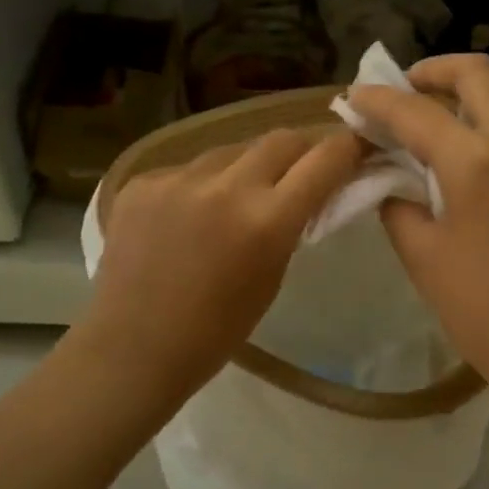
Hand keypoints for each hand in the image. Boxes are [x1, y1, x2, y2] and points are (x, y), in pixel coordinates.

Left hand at [80, 127, 365, 404]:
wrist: (132, 349)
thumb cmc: (215, 331)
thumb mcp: (271, 277)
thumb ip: (290, 225)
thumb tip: (305, 188)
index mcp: (266, 220)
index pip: (324, 160)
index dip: (348, 148)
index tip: (356, 146)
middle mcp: (225, 187)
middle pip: (280, 139)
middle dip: (300, 150)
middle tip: (299, 170)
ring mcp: (177, 179)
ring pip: (231, 151)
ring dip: (245, 168)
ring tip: (234, 200)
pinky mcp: (142, 181)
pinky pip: (187, 169)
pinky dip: (200, 185)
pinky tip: (187, 218)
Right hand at [348, 54, 488, 397]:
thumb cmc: (484, 310)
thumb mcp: (422, 256)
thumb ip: (398, 205)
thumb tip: (392, 181)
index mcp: (476, 161)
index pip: (415, 111)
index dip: (378, 100)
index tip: (353, 97)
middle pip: (478, 74)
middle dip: (434, 72)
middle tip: (404, 91)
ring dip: (466, 101)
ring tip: (434, 131)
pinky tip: (471, 168)